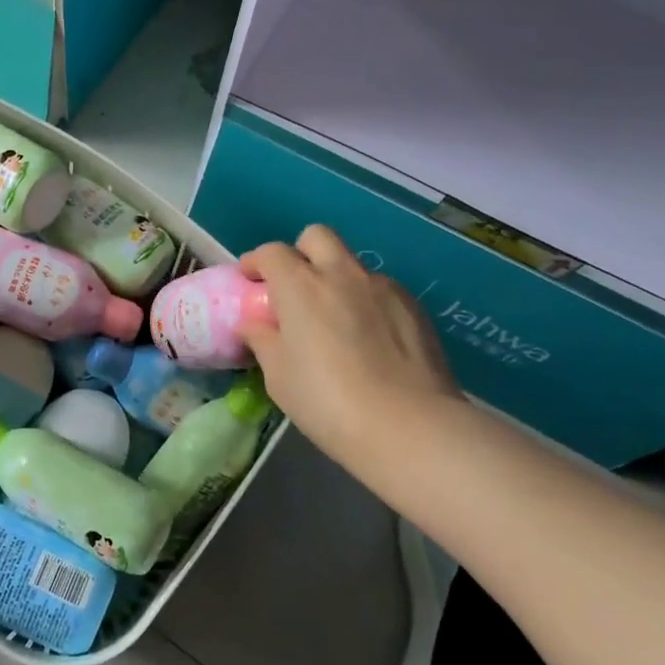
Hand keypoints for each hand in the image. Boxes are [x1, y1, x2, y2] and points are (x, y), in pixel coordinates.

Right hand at [239, 225, 470, 488]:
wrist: (410, 427)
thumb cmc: (328, 402)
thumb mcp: (278, 377)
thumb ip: (263, 340)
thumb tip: (255, 325)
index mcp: (301, 286)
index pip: (272, 253)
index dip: (256, 262)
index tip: (250, 281)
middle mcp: (342, 275)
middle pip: (317, 237)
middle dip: (300, 253)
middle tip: (294, 287)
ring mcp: (384, 288)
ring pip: (352, 264)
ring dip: (336, 279)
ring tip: (335, 320)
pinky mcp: (415, 307)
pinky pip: (381, 290)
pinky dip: (366, 302)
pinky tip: (369, 340)